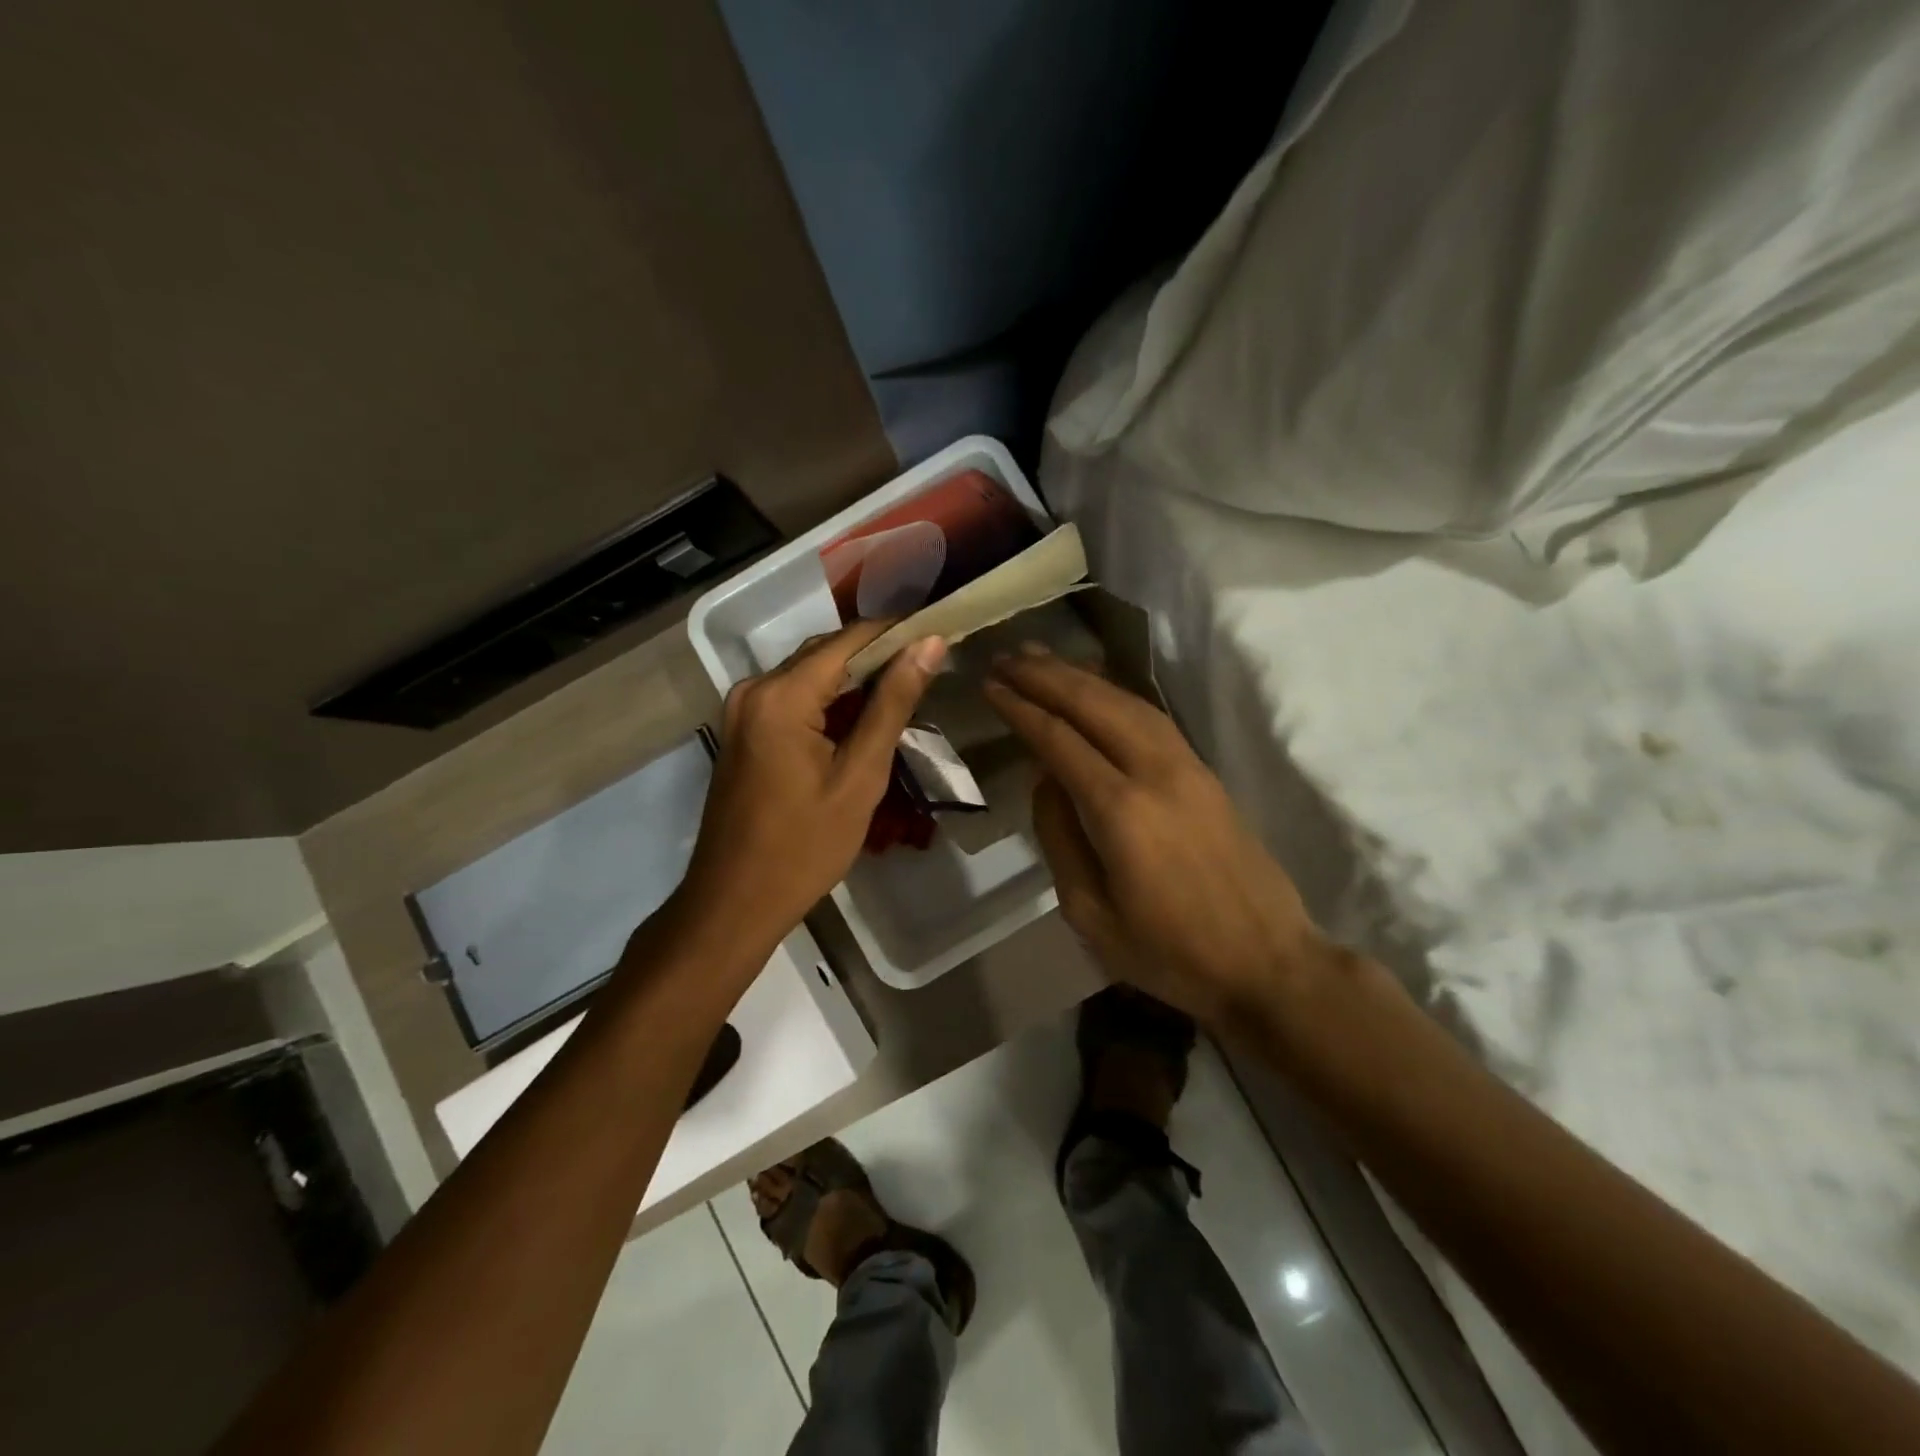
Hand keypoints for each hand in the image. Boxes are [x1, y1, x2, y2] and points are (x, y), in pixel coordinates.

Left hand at [677, 621, 946, 955]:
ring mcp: (743, 709)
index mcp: (781, 695)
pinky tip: (865, 715)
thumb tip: (930, 644)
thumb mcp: (860, 776)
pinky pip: (795, 698)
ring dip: (857, 679)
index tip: (942, 634)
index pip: (850, 640)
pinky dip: (830, 701)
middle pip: (827, 653)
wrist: (735, 901)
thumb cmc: (805, 847)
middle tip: (933, 663)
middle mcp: (755, 688)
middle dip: (880, 655)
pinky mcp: (744, 729)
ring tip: (910, 686)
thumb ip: (893, 704)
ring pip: (811, 674)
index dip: (899, 632)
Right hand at [983, 647, 1326, 1026]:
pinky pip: (1153, 716)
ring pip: (1128, 701)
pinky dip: (1117, 693)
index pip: (1059, 739)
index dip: (1021, 708)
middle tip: (1007, 656)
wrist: (1266, 963)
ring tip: (1043, 658)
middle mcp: (1156, 772)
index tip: (989, 684)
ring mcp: (1188, 767)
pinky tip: (1098, 688)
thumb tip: (1046, 780)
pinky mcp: (1206, 772)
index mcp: (1121, 810)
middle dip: (1046, 676)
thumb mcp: (1090, 913)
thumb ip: (1060, 838)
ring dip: (1082, 675)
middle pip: (1094, 704)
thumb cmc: (1170, 953)